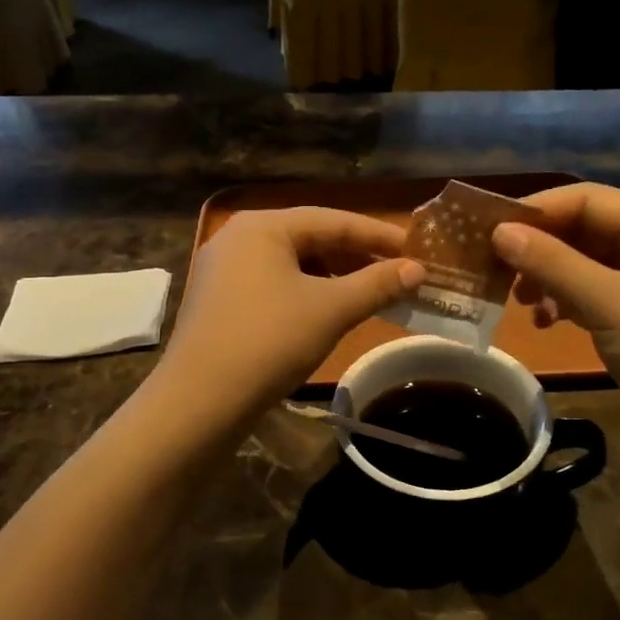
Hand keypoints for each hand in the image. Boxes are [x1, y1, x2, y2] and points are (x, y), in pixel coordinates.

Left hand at [162, 208, 423, 416]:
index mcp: (262, 226)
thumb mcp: (331, 310)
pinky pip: (272, 284)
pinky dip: (304, 292)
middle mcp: (238, 237)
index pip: (333, 220)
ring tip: (366, 294)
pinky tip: (325, 312)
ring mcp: (223, 269)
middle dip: (355, 257)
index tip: (416, 249)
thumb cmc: (270, 341)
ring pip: (291, 263)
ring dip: (332, 276)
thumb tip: (417, 269)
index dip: (378, 235)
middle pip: (309, 238)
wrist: (201, 400)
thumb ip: (377, 285)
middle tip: (396, 274)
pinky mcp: (218, 300)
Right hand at [491, 184, 619, 460]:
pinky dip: (563, 305)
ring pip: (585, 267)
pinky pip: (591, 299)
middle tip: (497, 268)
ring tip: (518, 300)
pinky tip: (544, 323)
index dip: (541, 209)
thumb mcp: (609, 302)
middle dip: (541, 247)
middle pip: (586, 231)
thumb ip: (553, 263)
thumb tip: (500, 231)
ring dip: (548, 277)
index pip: (591, 200)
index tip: (492, 229)